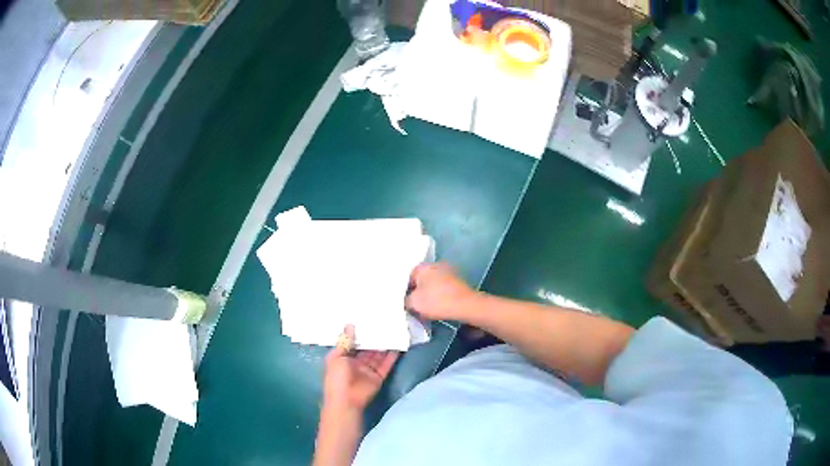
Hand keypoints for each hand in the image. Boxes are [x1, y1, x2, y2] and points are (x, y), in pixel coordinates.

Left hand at [323, 325, 398, 411]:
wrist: (346, 400)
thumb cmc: (337, 377)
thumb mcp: (336, 357)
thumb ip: (345, 342)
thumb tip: (350, 324)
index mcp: (344, 357)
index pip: (353, 343)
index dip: (359, 333)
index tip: (367, 319)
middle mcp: (356, 363)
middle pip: (367, 348)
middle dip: (374, 338)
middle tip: (384, 323)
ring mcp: (368, 370)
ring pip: (377, 355)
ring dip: (384, 346)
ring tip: (394, 331)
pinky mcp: (378, 377)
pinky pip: (386, 365)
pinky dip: (392, 357)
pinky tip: (398, 347)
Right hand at [405, 262, 478, 321]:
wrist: (465, 305)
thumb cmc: (436, 301)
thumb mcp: (414, 303)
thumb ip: (405, 300)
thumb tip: (407, 301)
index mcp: (423, 267)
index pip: (408, 277)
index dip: (405, 291)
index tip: (405, 303)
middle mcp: (436, 265)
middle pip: (421, 281)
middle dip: (417, 293)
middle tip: (415, 307)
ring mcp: (449, 273)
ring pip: (432, 285)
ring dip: (428, 296)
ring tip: (426, 310)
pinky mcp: (457, 282)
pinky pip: (443, 289)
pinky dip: (439, 297)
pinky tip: (438, 307)